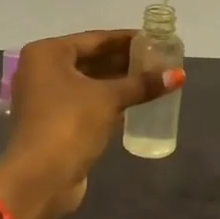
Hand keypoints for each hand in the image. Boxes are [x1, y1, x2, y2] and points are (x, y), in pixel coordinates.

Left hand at [0, 30, 179, 218]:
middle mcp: (41, 70)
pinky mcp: (53, 122)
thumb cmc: (70, 124)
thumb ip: (141, 84)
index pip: (95, 39)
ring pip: (88, 82)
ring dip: (117, 82)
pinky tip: (134, 101)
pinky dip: (107, 100)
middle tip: (158, 60)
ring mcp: (45, 97)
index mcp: (47, 54)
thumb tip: (179, 75)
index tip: (154, 39)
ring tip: (152, 79)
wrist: (40, 179)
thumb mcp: (108, 99)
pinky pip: (85, 102)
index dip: (126, 39)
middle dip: (123, 61)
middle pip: (90, 59)